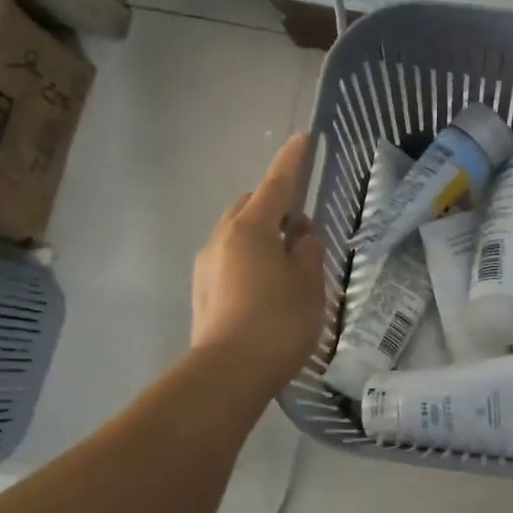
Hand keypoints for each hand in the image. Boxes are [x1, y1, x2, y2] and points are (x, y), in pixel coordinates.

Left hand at [190, 134, 326, 392]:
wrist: (228, 374)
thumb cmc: (278, 321)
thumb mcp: (310, 282)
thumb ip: (308, 249)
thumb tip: (299, 235)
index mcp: (251, 228)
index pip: (276, 184)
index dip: (292, 161)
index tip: (302, 139)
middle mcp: (222, 238)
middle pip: (251, 206)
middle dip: (274, 205)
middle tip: (301, 229)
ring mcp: (206, 264)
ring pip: (237, 233)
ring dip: (261, 234)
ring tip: (286, 262)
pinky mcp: (202, 290)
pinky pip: (229, 257)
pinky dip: (249, 258)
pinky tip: (266, 286)